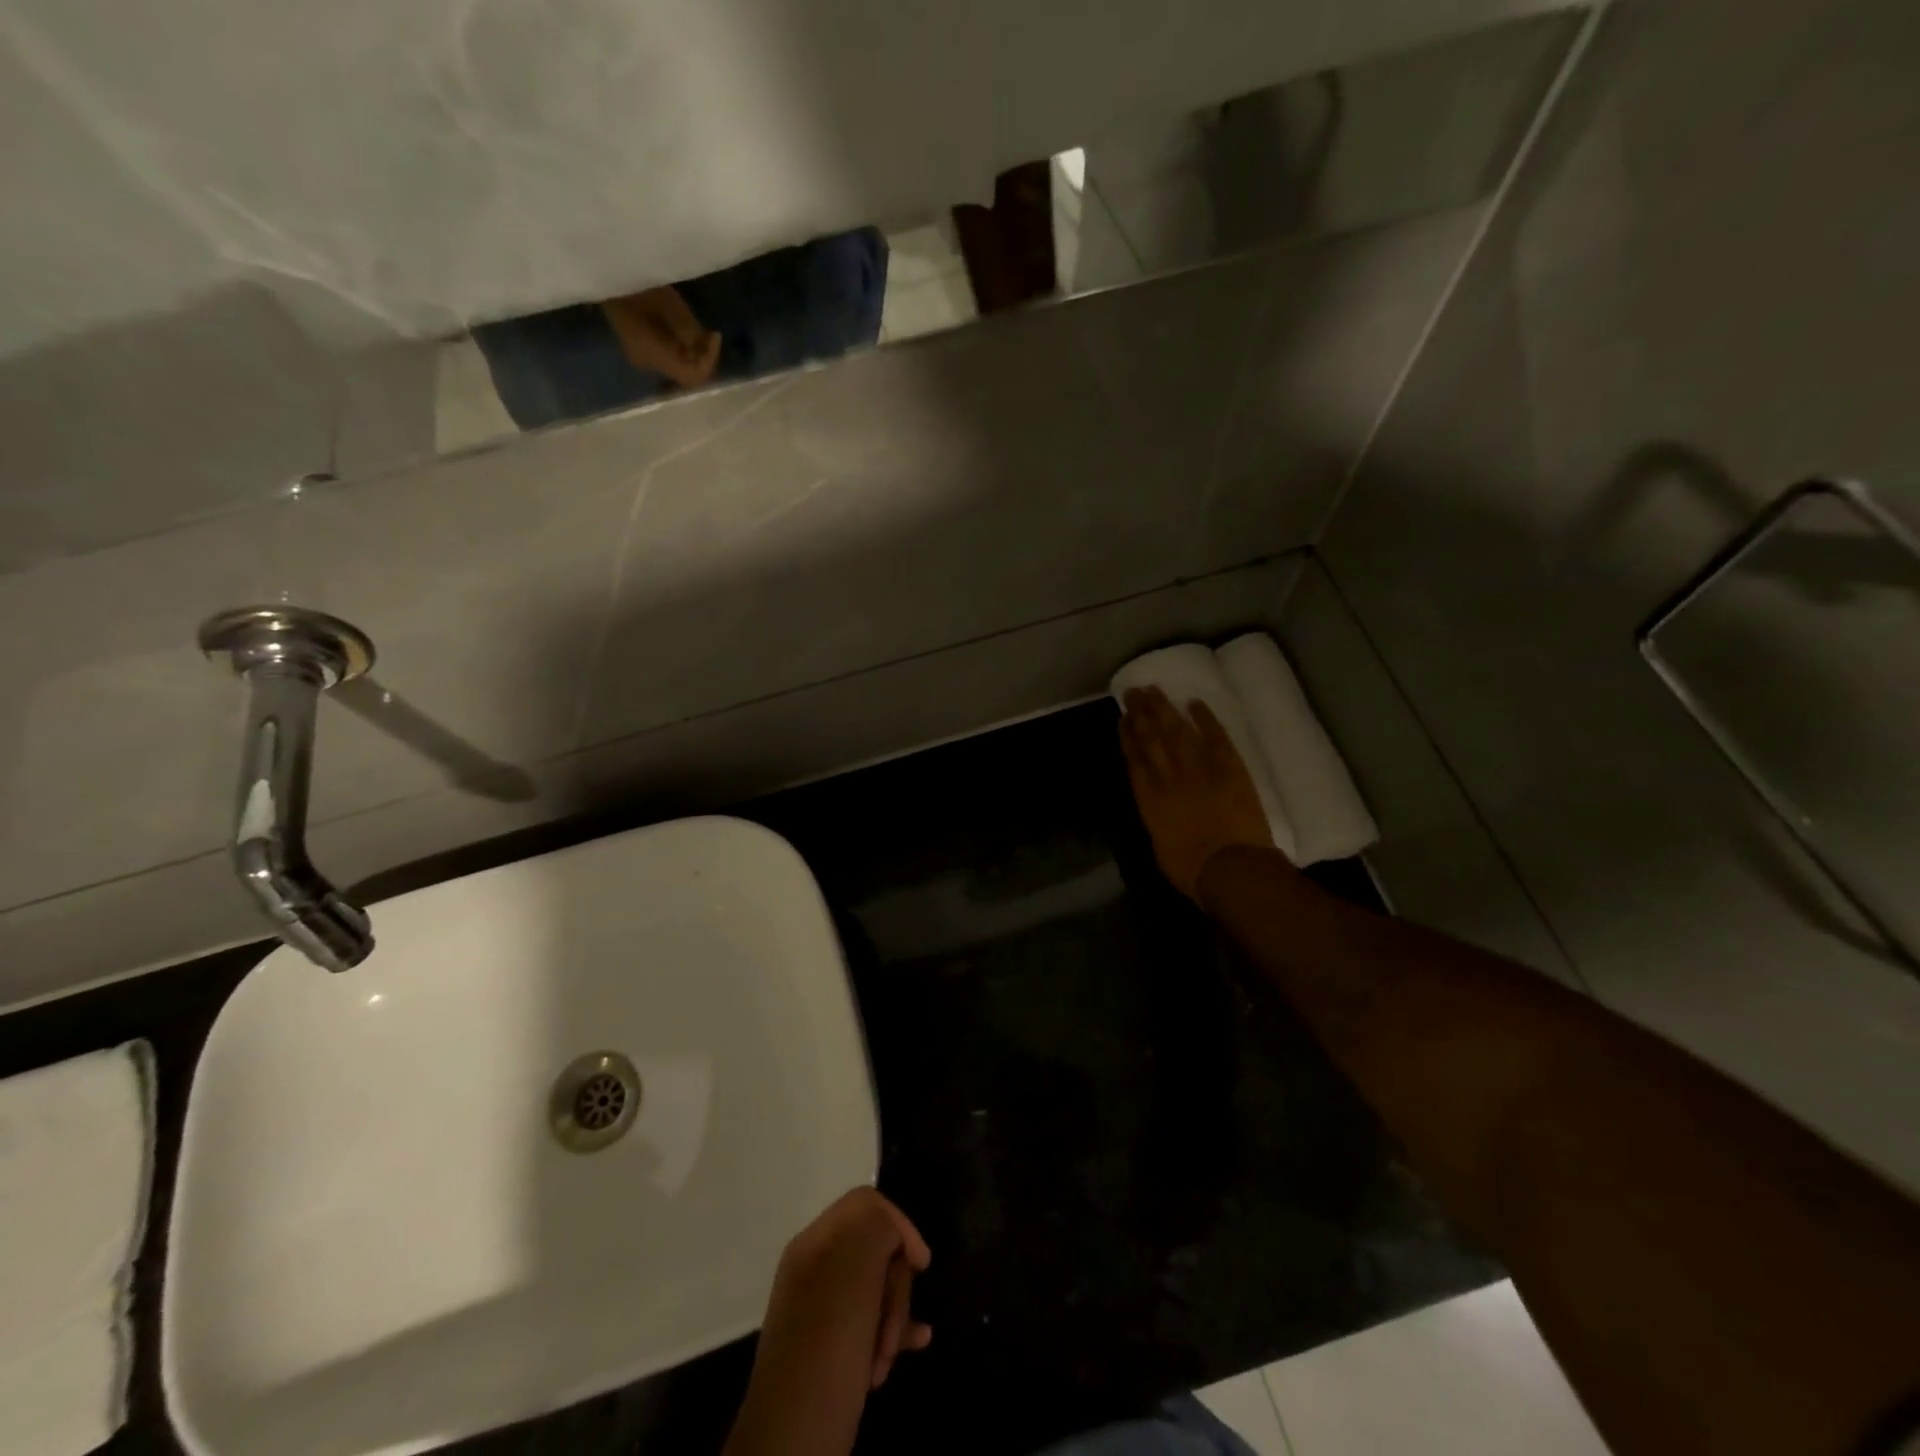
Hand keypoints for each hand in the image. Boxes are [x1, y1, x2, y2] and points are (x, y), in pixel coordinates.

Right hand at [602, 286, 722, 387]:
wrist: (606, 276)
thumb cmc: (638, 286)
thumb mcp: (670, 306)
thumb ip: (690, 331)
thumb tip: (704, 346)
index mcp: (655, 356)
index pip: (692, 376)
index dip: (709, 360)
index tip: (714, 335)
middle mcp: (649, 364)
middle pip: (686, 373)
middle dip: (703, 357)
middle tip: (710, 334)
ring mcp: (643, 359)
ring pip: (678, 366)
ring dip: (693, 353)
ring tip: (700, 332)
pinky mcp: (641, 351)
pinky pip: (668, 358)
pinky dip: (682, 348)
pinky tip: (684, 332)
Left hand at [724, 1188, 931, 1455]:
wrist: (791, 1448)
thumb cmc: (826, 1354)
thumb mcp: (853, 1278)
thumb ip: (875, 1229)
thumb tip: (892, 1226)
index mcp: (815, 1243)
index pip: (867, 1203)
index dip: (899, 1225)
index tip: (920, 1264)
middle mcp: (817, 1267)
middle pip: (877, 1246)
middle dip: (896, 1285)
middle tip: (890, 1327)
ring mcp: (824, 1307)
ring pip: (879, 1287)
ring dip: (894, 1316)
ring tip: (888, 1357)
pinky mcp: (834, 1344)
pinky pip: (873, 1319)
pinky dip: (894, 1330)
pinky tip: (918, 1343)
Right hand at [1119, 686, 1275, 898]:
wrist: (1231, 867)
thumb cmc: (1191, 869)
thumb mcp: (1160, 847)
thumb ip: (1157, 821)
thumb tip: (1158, 810)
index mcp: (1149, 798)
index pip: (1134, 759)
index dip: (1127, 736)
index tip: (1122, 718)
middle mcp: (1169, 776)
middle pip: (1152, 738)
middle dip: (1141, 713)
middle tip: (1133, 691)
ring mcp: (1200, 768)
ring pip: (1178, 730)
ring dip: (1164, 708)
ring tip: (1154, 690)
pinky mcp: (1230, 767)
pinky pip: (1215, 736)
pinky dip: (1205, 719)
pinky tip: (1194, 703)